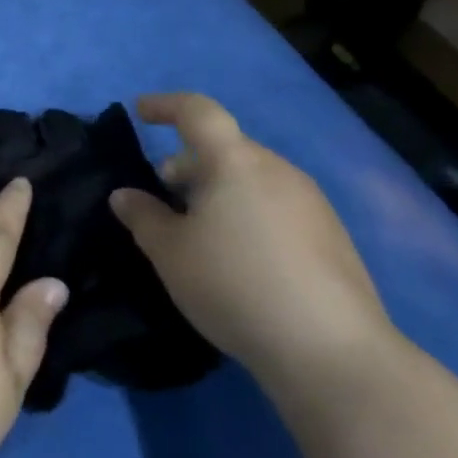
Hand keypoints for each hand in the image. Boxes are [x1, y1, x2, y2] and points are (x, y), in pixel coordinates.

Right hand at [109, 93, 394, 394]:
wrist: (332, 352)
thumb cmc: (235, 286)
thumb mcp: (170, 253)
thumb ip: (143, 217)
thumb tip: (125, 195)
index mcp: (234, 161)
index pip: (197, 111)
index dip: (166, 106)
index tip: (141, 112)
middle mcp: (276, 170)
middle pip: (225, 148)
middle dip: (190, 162)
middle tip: (163, 191)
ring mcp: (311, 203)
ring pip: (252, 178)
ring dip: (219, 189)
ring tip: (198, 228)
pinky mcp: (332, 237)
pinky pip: (276, 205)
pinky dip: (247, 212)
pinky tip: (238, 256)